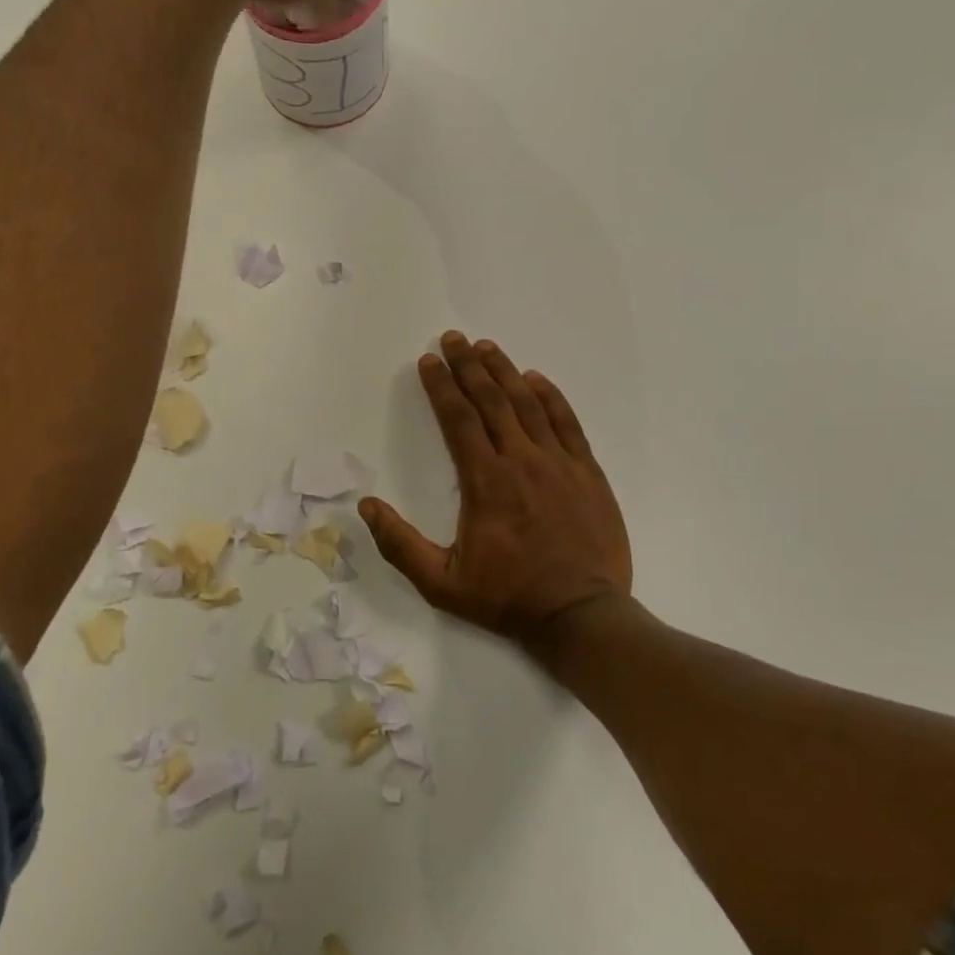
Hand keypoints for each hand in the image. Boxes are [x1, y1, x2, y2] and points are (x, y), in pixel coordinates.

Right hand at [360, 333, 631, 651]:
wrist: (581, 616)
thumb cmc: (507, 598)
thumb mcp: (441, 583)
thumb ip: (400, 544)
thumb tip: (366, 506)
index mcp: (485, 481)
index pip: (458, 418)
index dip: (441, 385)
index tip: (428, 361)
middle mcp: (521, 460)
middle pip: (491, 400)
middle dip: (469, 365)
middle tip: (453, 338)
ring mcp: (559, 463)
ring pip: (528, 403)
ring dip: (505, 371)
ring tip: (487, 346)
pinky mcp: (587, 472)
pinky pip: (567, 423)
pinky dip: (550, 396)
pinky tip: (535, 379)